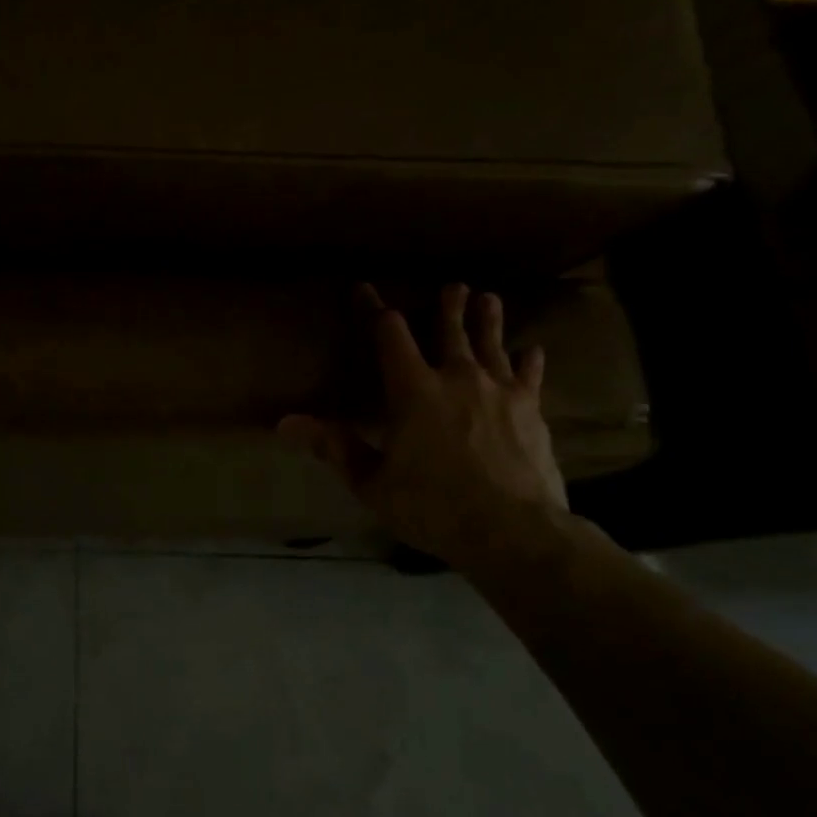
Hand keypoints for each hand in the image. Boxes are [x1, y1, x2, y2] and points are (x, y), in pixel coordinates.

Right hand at [279, 283, 568, 569]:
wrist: (513, 531)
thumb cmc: (432, 506)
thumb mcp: (371, 482)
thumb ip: (333, 447)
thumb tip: (284, 422)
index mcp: (412, 390)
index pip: (388, 335)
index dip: (375, 309)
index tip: (365, 289)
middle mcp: (457, 378)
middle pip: (450, 330)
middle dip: (448, 306)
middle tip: (454, 285)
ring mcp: (500, 392)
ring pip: (492, 344)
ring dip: (488, 320)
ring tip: (489, 298)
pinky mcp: (532, 411)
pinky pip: (530, 376)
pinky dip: (528, 360)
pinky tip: (532, 350)